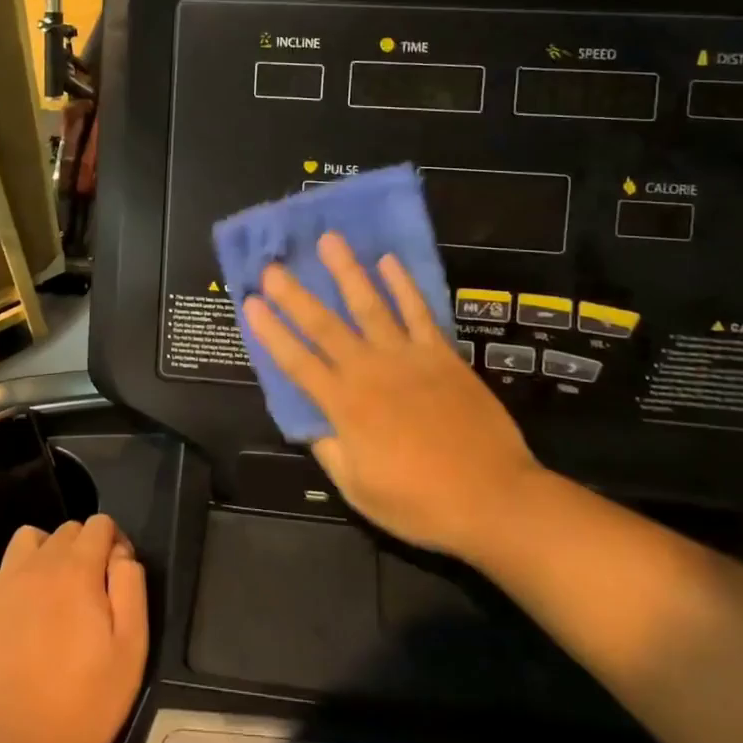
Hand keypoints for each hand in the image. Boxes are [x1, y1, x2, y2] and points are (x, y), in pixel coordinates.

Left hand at [0, 514, 148, 742]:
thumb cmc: (81, 704)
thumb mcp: (130, 650)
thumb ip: (131, 588)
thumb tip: (121, 555)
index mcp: (77, 569)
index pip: (100, 523)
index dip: (115, 542)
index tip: (118, 579)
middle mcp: (38, 564)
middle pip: (67, 530)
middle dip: (85, 548)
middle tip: (91, 593)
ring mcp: (3, 584)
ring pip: (30, 541)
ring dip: (47, 554)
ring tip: (55, 593)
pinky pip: (3, 571)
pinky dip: (18, 579)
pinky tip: (23, 615)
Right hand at [243, 233, 543, 561]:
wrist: (492, 497)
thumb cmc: (420, 502)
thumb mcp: (358, 488)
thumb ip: (329, 449)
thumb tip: (309, 422)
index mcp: (344, 406)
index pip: (296, 362)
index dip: (271, 332)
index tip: (250, 303)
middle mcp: (369, 371)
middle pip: (324, 325)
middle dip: (295, 294)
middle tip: (273, 266)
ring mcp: (407, 357)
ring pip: (369, 305)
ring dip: (347, 271)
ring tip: (330, 241)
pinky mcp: (441, 354)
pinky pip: (418, 312)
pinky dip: (403, 285)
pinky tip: (389, 261)